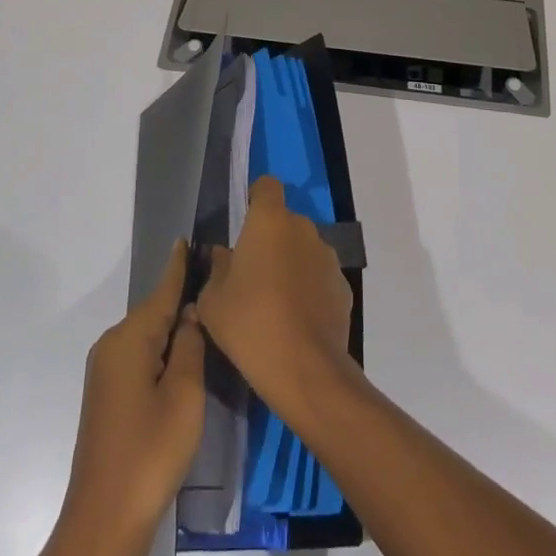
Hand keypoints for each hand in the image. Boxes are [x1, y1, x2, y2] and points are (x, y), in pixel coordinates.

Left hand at [23, 240, 204, 555]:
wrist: (103, 522)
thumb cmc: (149, 452)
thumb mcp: (184, 394)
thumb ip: (189, 345)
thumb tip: (190, 313)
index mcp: (129, 339)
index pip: (161, 291)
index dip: (178, 266)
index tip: (188, 238)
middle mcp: (111, 346)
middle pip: (153, 312)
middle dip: (180, 297)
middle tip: (214, 281)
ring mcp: (105, 372)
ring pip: (147, 336)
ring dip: (172, 327)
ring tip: (206, 313)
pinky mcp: (107, 396)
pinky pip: (139, 356)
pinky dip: (161, 349)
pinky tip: (182, 354)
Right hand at [197, 176, 354, 425]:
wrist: (305, 369)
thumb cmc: (250, 324)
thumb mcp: (212, 301)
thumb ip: (216, 270)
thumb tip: (223, 256)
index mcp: (269, 220)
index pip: (266, 186)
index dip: (256, 198)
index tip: (244, 224)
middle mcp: (303, 228)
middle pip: (284, 222)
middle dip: (270, 240)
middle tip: (251, 275)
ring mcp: (327, 256)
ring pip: (303, 250)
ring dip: (291, 265)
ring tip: (275, 304)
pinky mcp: (343, 286)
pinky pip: (320, 278)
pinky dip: (309, 290)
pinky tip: (297, 322)